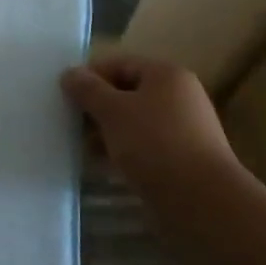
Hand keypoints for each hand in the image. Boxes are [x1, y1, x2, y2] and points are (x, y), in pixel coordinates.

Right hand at [61, 53, 239, 197]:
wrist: (201, 201)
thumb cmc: (154, 144)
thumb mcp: (113, 111)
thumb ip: (88, 90)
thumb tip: (69, 73)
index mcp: (166, 75)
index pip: (120, 63)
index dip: (90, 76)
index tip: (64, 96)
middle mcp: (179, 96)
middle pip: (127, 92)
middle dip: (97, 107)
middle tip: (69, 123)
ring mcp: (183, 129)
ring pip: (134, 122)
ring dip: (107, 131)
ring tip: (82, 147)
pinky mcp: (182, 159)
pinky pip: (144, 146)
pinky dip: (123, 151)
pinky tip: (103, 165)